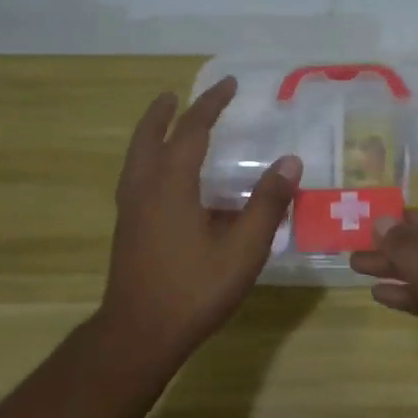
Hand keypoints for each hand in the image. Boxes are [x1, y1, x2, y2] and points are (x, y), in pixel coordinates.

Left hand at [99, 76, 301, 367]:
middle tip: (178, 95)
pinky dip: (149, 159)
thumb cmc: (194, 289)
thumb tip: (290, 163)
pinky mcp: (127, 228)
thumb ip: (267, 205)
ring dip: (152, 133)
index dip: (211, 104)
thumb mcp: (242, 249)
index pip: (191, 130)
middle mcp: (144, 187)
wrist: (139, 332)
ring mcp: (130, 208)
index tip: (229, 85)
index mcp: (171, 184)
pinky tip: (167, 178)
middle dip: (165, 112)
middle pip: (149, 136)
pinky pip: (136, 176)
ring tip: (168, 124)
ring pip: (137, 156)